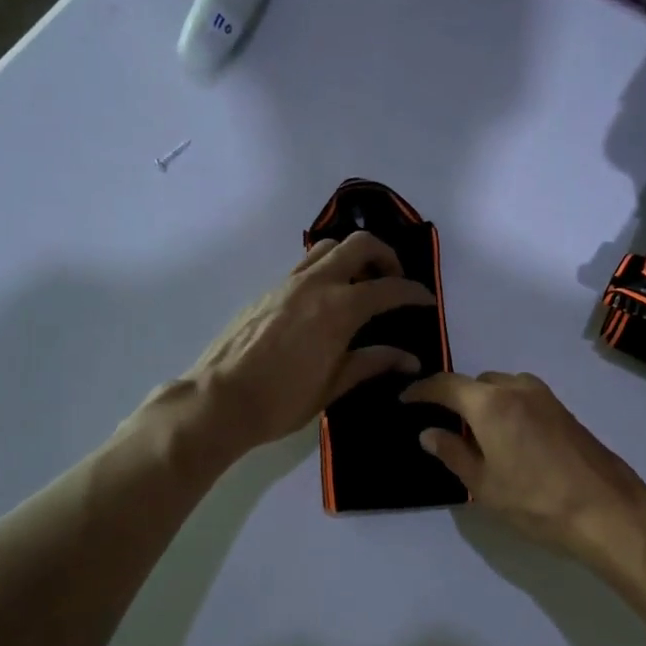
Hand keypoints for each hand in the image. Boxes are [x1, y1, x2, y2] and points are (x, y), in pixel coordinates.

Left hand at [184, 233, 435, 449]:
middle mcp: (315, 284)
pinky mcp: (268, 290)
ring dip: (352, 255)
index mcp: (338, 309)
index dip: (413, 292)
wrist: (219, 400)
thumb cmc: (282, 400)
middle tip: (394, 280)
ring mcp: (287, 283)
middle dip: (385, 255)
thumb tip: (409, 359)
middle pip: (359, 244)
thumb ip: (373, 363)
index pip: (388, 288)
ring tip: (360, 283)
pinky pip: (305, 264)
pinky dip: (326, 269)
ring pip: (327, 246)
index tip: (426, 300)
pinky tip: (326, 300)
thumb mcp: (334, 386)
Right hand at [400, 371, 645, 567]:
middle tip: (442, 426)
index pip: (446, 385)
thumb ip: (454, 453)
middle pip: (477, 383)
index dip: (421, 391)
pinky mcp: (565, 411)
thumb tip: (430, 433)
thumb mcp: (484, 485)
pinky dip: (507, 408)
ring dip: (484, 402)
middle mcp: (518, 388)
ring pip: (503, 388)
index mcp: (491, 403)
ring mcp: (546, 397)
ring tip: (475, 435)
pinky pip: (524, 398)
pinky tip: (507, 439)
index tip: (404, 400)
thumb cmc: (536, 502)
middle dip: (456, 398)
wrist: (607, 510)